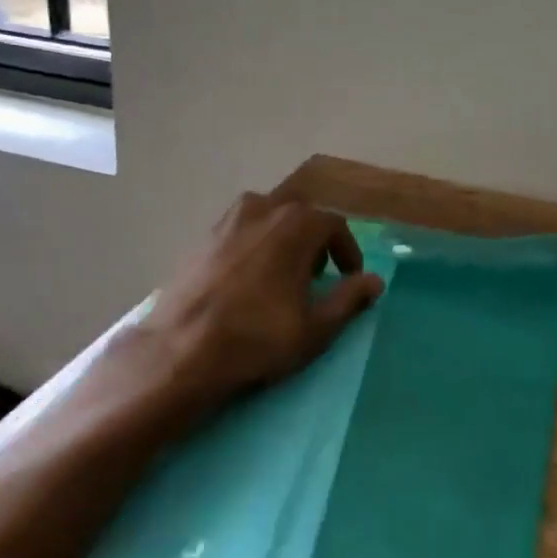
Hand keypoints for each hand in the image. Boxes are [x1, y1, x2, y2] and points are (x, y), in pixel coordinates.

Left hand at [137, 192, 384, 402]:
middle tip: (316, 276)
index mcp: (296, 223)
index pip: (334, 225)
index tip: (349, 277)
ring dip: (282, 239)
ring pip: (267, 219)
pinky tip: (247, 279)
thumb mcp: (316, 327)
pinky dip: (253, 246)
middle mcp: (263, 208)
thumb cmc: (258, 337)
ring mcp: (228, 220)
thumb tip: (375, 281)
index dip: (347, 251)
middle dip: (314, 241)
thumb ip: (349, 299)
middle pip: (300, 215)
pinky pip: (239, 232)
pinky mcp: (202, 238)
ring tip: (281, 274)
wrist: (181, 349)